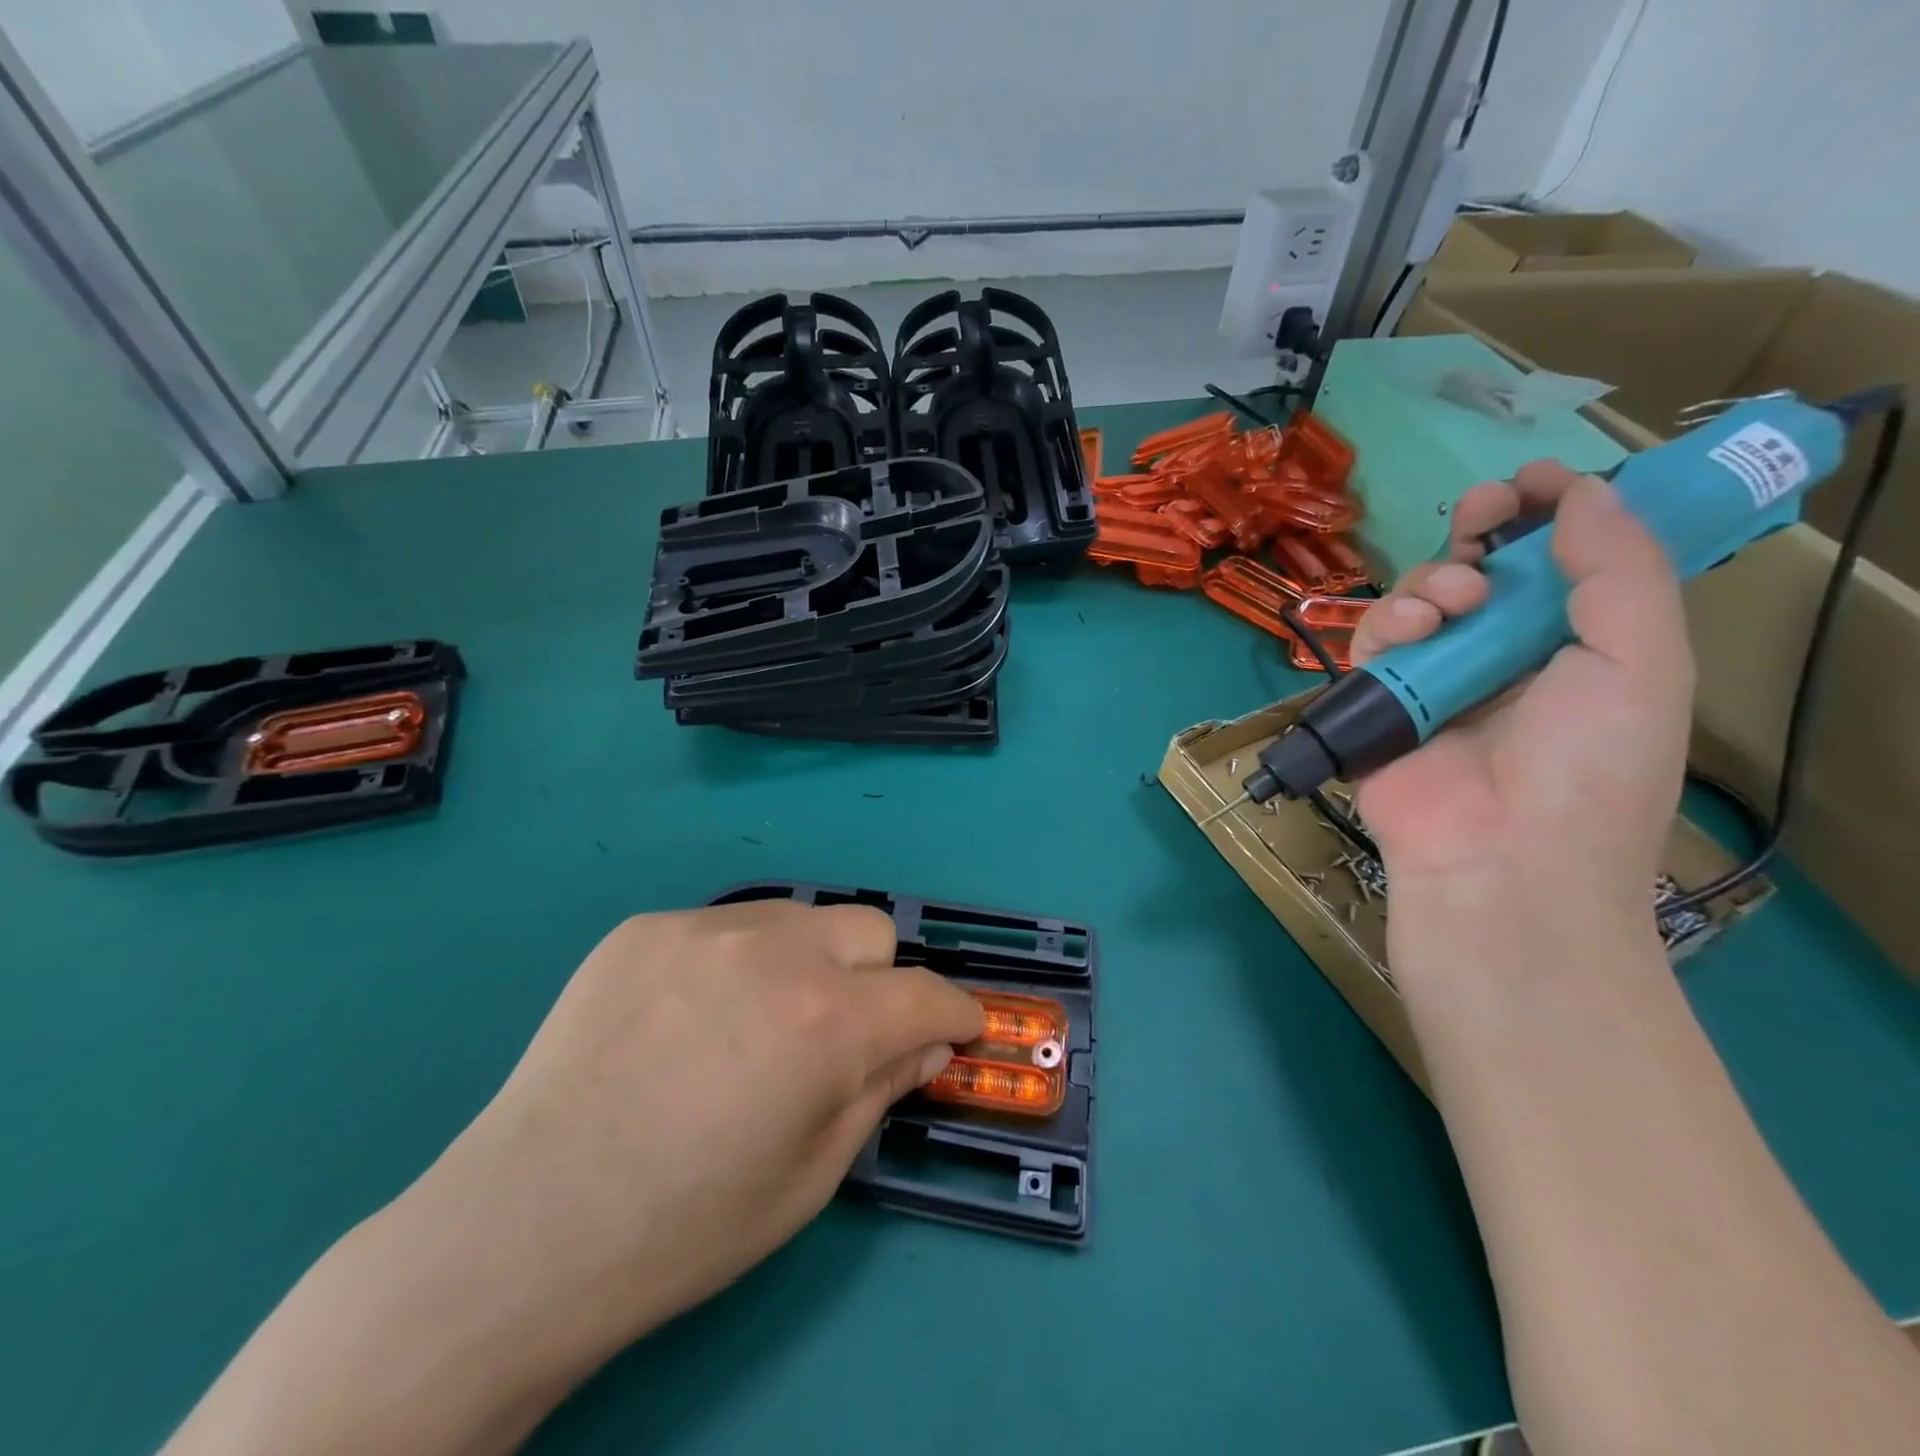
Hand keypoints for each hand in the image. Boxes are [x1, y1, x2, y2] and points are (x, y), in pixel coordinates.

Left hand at [165, 900, 982, 1455]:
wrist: (522, 1231)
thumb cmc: (684, 1229)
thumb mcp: (812, 1175)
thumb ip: (880, 1089)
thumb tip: (925, 1042)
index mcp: (826, 1020)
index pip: (927, 993)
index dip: (954, 1014)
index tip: (958, 1029)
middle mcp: (775, 950)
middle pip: (869, 930)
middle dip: (878, 981)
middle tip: (843, 1034)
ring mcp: (702, 928)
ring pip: (798, 918)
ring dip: (807, 962)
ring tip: (760, 1022)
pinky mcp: (644, 927)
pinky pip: (723, 928)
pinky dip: (734, 963)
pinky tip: (690, 1019)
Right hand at [1350, 461, 1694, 909]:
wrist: (1502, 857)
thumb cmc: (1590, 766)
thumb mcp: (1641, 662)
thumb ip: (1620, 570)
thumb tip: (1585, 492)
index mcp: (1579, 645)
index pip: (1561, 561)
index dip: (1550, 512)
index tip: (1533, 481)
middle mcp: (1506, 654)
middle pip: (1485, 567)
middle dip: (1483, 529)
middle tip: (1484, 515)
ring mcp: (1438, 677)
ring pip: (1424, 595)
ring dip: (1438, 579)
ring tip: (1457, 603)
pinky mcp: (1381, 698)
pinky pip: (1374, 638)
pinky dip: (1390, 620)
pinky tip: (1415, 631)